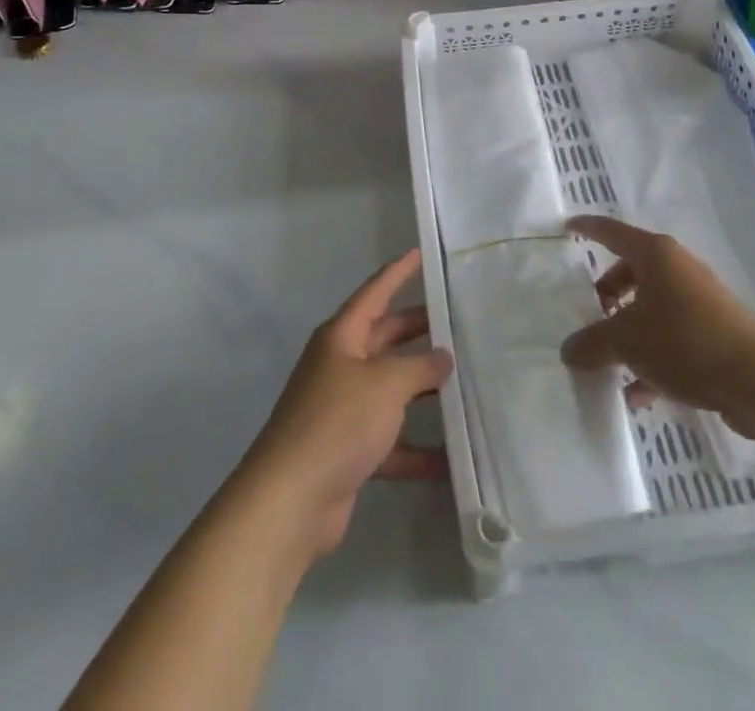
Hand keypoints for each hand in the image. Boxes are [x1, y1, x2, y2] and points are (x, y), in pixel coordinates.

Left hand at [239, 249, 452, 558]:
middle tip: (458, 322)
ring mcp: (343, 408)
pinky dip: (416, 449)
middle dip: (419, 331)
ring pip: (390, 389)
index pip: (375, 292)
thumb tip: (442, 357)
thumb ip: (419, 367)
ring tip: (464, 383)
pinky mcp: (348, 450)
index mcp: (342, 337)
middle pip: (386, 338)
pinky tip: (451, 459)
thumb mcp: (385, 384)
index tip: (420, 252)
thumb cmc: (337, 422)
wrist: (290, 501)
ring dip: (422, 390)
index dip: (398, 271)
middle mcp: (341, 365)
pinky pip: (390, 440)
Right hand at [560, 216, 754, 438]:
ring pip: (651, 307)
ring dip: (628, 332)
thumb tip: (568, 350)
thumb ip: (591, 344)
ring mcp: (699, 299)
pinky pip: (671, 335)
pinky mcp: (714, 330)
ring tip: (611, 365)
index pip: (611, 231)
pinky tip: (640, 395)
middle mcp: (677, 267)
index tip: (567, 227)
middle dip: (608, 294)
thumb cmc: (685, 342)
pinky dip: (652, 357)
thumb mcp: (627, 342)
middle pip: (631, 272)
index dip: (587, 228)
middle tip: (592, 316)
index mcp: (655, 254)